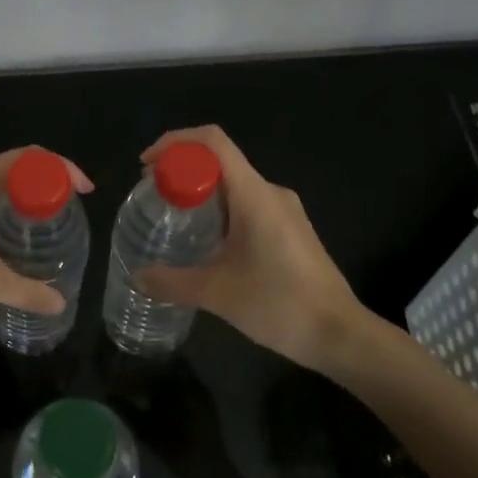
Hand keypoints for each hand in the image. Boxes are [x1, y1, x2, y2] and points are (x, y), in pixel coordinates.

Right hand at [136, 126, 356, 368]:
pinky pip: (248, 204)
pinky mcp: (291, 230)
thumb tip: (137, 276)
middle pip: (220, 161)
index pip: (213, 142)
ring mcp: (285, 211)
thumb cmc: (279, 304)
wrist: (340, 335)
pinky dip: (220, 210)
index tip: (147, 165)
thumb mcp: (216, 294)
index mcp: (254, 194)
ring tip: (173, 218)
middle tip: (153, 194)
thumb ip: (172, 282)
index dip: (176, 142)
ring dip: (201, 192)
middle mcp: (271, 192)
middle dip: (182, 170)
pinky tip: (207, 242)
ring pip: (234, 185)